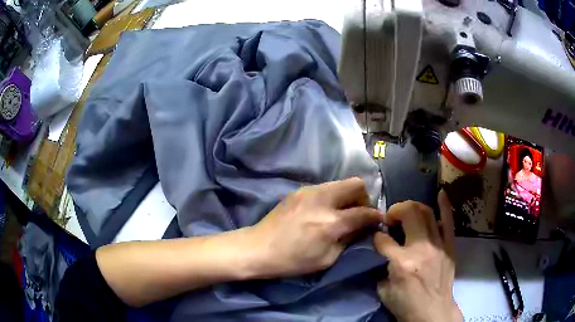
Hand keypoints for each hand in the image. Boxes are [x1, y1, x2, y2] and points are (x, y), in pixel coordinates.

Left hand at [247, 177, 383, 277]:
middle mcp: (323, 200)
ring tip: (343, 212)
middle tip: (360, 214)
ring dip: (348, 196)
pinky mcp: (298, 190)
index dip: (376, 216)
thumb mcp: (327, 258)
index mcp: (331, 222)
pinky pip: (325, 188)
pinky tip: (325, 211)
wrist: (258, 248)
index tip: (378, 221)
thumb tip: (363, 227)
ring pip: (340, 183)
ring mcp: (309, 191)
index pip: (364, 212)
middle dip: (364, 198)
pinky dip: (333, 196)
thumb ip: (349, 239)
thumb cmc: (292, 261)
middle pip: (356, 184)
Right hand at [374, 191, 461, 321]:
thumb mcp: (383, 291)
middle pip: (408, 214)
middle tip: (390, 219)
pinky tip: (441, 193)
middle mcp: (420, 248)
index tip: (376, 238)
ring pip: (426, 212)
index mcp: (401, 263)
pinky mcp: (449, 247)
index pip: (382, 240)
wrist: (433, 312)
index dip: (376, 237)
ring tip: (407, 214)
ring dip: (413, 208)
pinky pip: (449, 221)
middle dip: (395, 211)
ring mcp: (438, 245)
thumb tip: (382, 252)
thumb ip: (381, 268)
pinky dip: (445, 205)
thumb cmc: (406, 305)